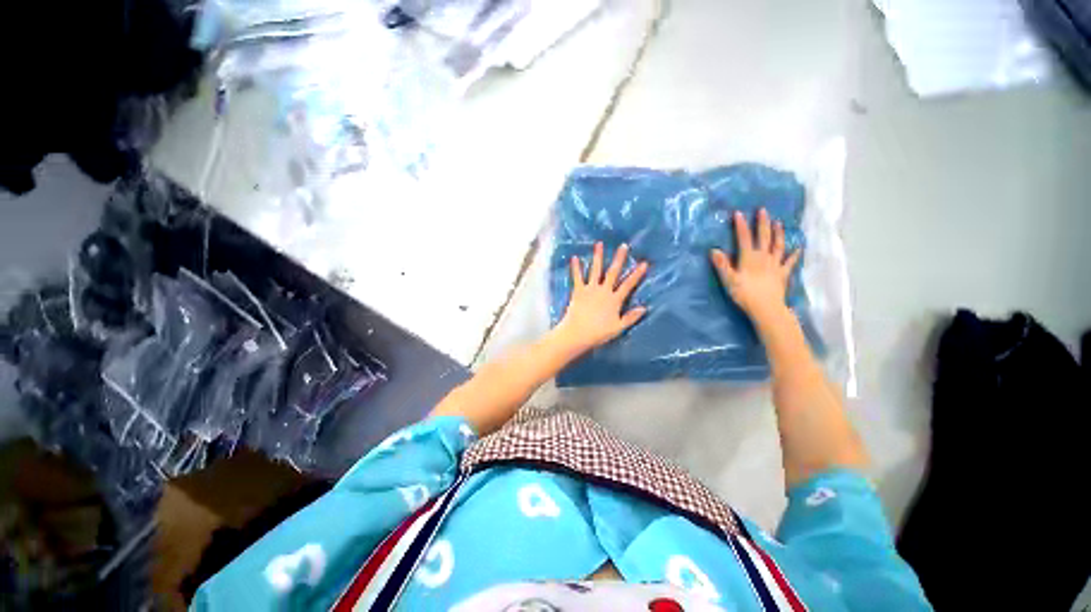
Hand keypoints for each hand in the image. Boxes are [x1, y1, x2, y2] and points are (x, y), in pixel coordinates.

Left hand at [556, 242, 647, 353]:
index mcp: (614, 300)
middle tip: (623, 246)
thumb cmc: (598, 332)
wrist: (577, 333)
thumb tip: (644, 308)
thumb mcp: (618, 327)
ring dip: (597, 256)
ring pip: (595, 270)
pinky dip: (575, 267)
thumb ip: (631, 317)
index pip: (628, 285)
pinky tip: (574, 257)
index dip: (637, 274)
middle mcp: (603, 291)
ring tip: (599, 243)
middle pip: (613, 272)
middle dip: (619, 258)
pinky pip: (577, 277)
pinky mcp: (578, 291)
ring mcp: (590, 289)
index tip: (644, 263)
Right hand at [710, 208, 800, 324]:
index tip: (738, 213)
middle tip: (763, 210)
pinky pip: (790, 262)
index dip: (740, 226)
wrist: (766, 308)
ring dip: (778, 233)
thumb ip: (722, 264)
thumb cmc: (744, 294)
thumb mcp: (728, 280)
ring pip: (778, 245)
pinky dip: (794, 254)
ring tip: (779, 222)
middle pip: (763, 237)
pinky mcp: (782, 274)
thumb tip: (713, 250)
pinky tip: (799, 248)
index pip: (743, 238)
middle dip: (762, 223)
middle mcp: (763, 257)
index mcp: (749, 258)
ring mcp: (775, 265)